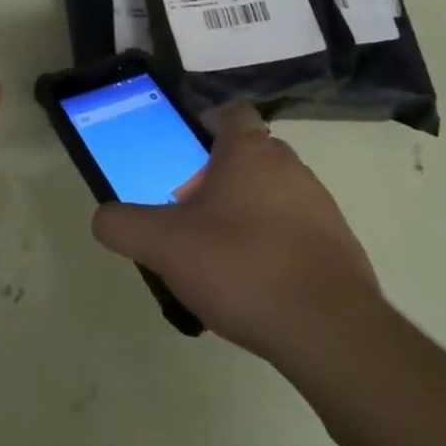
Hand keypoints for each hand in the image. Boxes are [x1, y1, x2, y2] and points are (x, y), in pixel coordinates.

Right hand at [91, 103, 383, 368]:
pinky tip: (259, 287)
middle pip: (250, 155)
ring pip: (275, 194)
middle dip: (220, 177)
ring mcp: (323, 207)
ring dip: (250, 213)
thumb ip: (123, 226)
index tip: (185, 155)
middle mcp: (291, 167)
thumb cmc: (241, 267)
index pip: (231, 112)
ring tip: (223, 257)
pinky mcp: (343, 248)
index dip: (206, 124)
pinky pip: (299, 233)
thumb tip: (102, 218)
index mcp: (249, 151)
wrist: (331, 334)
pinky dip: (278, 247)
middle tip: (192, 214)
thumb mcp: (163, 246)